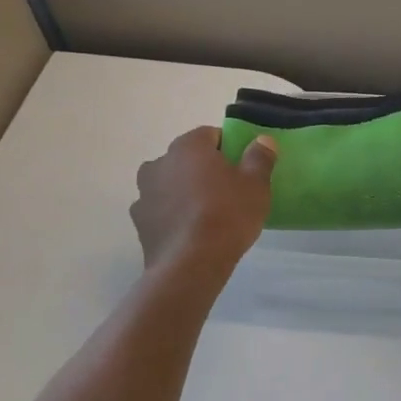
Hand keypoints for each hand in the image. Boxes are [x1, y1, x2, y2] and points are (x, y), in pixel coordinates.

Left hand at [132, 128, 275, 270]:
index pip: (211, 135)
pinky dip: (172, 214)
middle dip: (204, 169)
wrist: (190, 265)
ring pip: (171, 183)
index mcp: (188, 146)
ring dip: (184, 191)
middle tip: (227, 191)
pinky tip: (189, 232)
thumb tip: (262, 140)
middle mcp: (160, 162)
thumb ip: (259, 157)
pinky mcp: (139, 221)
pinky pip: (160, 209)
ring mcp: (144, 192)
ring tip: (207, 214)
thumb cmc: (227, 216)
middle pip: (187, 159)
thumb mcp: (256, 185)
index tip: (242, 168)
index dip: (228, 148)